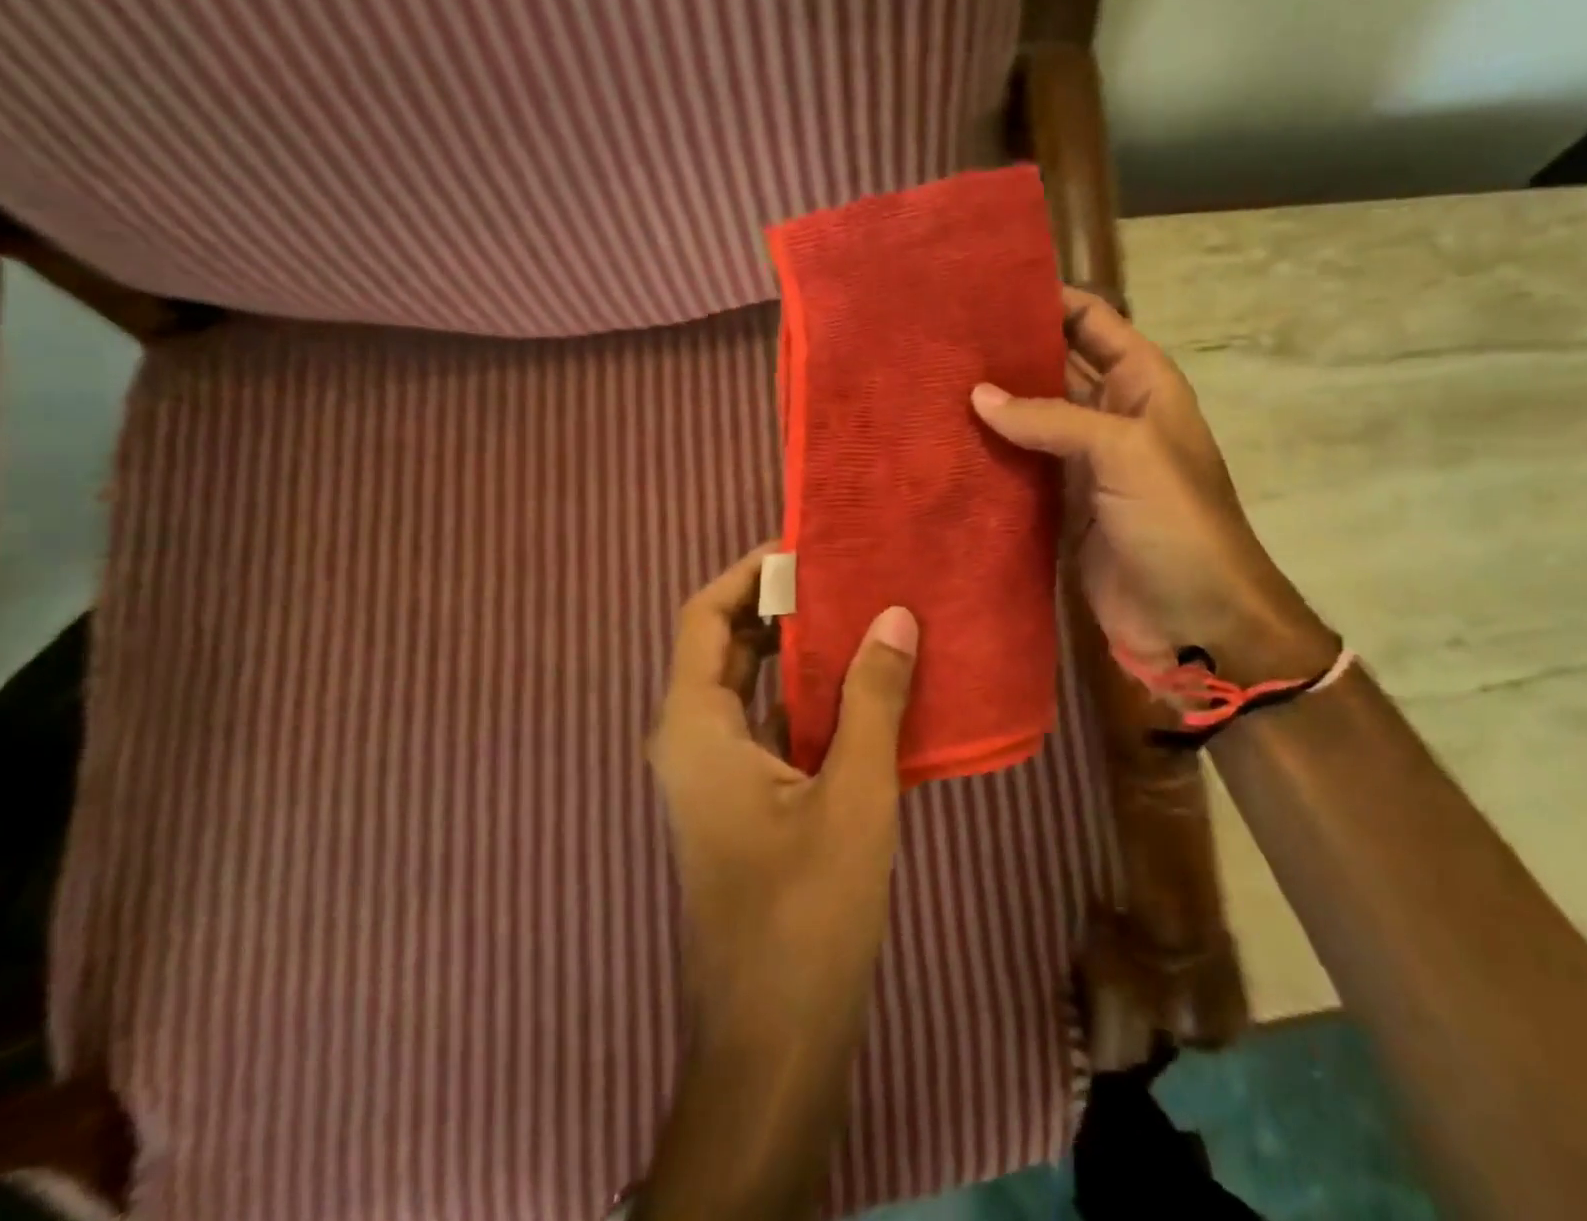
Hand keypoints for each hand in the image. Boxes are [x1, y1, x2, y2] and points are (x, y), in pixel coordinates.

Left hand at [650, 543, 918, 1051]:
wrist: (774, 1038)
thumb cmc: (805, 910)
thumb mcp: (852, 793)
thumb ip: (871, 698)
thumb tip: (894, 614)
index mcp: (696, 728)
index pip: (705, 616)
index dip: (750, 573)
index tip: (809, 549)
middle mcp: (693, 741)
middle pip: (725, 644)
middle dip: (779, 604)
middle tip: (847, 575)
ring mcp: (716, 774)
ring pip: (748, 685)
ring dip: (797, 649)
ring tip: (862, 615)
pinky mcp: (744, 800)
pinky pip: (768, 722)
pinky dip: (806, 693)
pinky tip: (864, 686)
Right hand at [971, 286, 1329, 685]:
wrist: (1195, 621)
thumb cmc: (1176, 523)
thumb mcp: (1125, 453)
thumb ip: (1053, 418)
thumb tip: (978, 396)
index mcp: (1140, 384)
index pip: (1091, 320)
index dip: (1045, 299)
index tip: (980, 290)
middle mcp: (1109, 415)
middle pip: (1052, 368)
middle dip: (1004, 355)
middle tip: (936, 342)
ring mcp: (1083, 465)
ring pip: (1029, 422)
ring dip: (990, 409)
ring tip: (926, 388)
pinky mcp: (1060, 509)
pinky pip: (1020, 473)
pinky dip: (989, 461)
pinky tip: (944, 449)